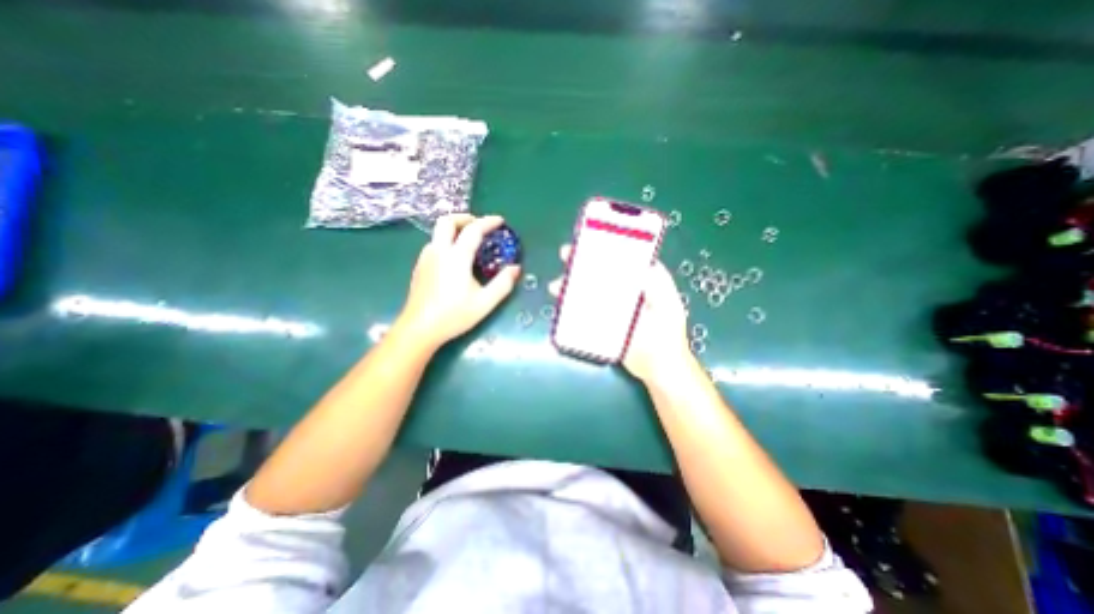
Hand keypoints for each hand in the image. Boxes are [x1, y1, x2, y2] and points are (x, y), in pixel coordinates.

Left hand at [397, 212, 520, 348]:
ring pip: (438, 232)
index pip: (473, 230)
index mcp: (456, 257)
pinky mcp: (419, 267)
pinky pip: (434, 244)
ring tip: (469, 242)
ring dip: (454, 230)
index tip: (500, 221)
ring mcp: (426, 258)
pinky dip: (447, 241)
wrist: (419, 329)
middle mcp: (438, 251)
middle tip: (479, 225)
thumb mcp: (485, 302)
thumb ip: (503, 283)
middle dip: (465, 217)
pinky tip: (454, 259)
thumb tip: (516, 268)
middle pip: (447, 221)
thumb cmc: (453, 315)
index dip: (488, 222)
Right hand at [546, 244, 689, 383]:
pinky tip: (560, 306)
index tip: (589, 240)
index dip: (604, 247)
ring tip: (556, 286)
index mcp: (640, 281)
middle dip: (582, 263)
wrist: (658, 367)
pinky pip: (584, 312)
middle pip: (600, 272)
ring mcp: (610, 308)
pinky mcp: (601, 324)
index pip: (621, 258)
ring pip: (588, 291)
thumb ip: (657, 282)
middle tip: (565, 256)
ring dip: (571, 286)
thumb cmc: (667, 333)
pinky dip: (571, 307)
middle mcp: (623, 291)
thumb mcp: (668, 304)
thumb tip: (635, 261)